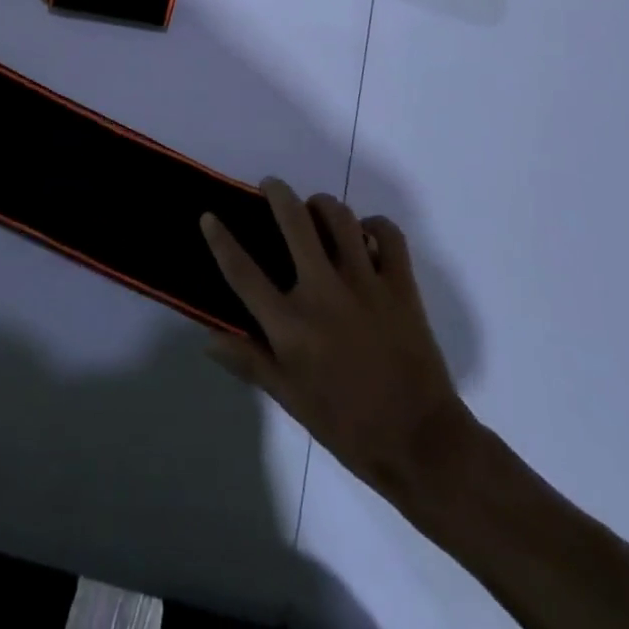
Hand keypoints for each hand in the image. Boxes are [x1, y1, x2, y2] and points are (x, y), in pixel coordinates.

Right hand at [202, 180, 469, 503]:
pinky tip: (366, 233)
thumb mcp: (291, 400)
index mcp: (291, 326)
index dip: (221, 240)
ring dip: (323, 204)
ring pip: (340, 218)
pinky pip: (388, 234)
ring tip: (316, 207)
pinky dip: (375, 225)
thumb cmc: (348, 427)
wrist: (419, 443)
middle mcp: (323, 293)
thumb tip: (210, 337)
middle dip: (278, 194)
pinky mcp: (401, 285)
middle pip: (295, 222)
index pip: (243, 273)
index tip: (209, 215)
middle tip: (271, 185)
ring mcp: (365, 283)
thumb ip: (250, 362)